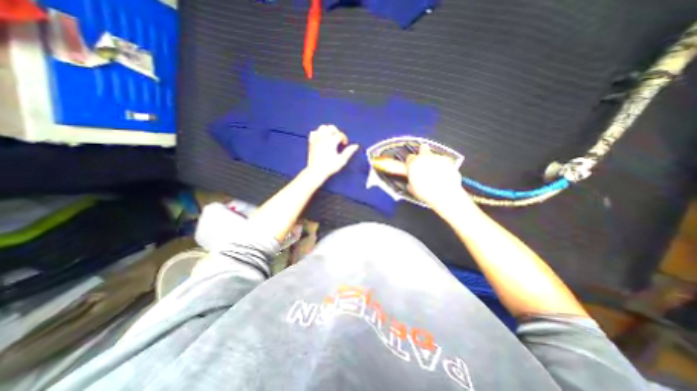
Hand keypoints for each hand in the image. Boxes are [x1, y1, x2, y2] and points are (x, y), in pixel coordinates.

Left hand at [305, 124, 358, 180]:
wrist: (316, 171)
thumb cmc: (330, 167)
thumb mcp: (342, 160)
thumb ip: (349, 152)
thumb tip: (356, 145)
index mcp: (331, 141)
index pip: (340, 134)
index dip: (344, 138)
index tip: (345, 144)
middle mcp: (323, 138)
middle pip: (331, 127)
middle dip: (337, 132)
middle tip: (338, 140)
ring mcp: (316, 139)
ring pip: (322, 127)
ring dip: (328, 130)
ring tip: (331, 137)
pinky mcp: (311, 142)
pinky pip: (314, 132)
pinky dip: (318, 133)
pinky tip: (321, 138)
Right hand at [403, 143, 473, 210]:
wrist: (444, 194)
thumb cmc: (426, 192)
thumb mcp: (413, 189)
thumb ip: (411, 181)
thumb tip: (412, 182)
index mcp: (413, 164)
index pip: (410, 158)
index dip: (411, 162)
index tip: (413, 167)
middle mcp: (425, 158)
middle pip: (423, 148)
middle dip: (423, 152)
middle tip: (424, 161)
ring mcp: (437, 158)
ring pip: (434, 155)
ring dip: (434, 161)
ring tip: (435, 173)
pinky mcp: (448, 161)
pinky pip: (444, 161)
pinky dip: (443, 166)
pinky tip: (443, 175)